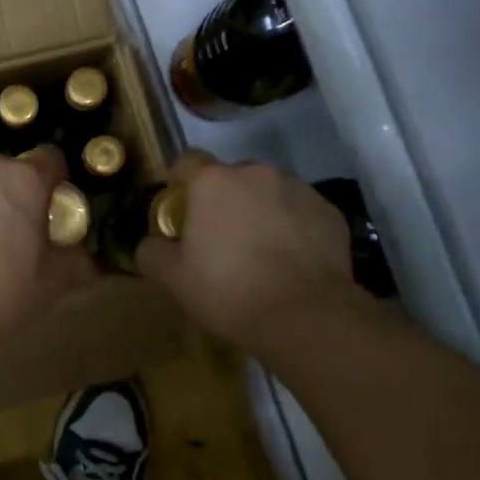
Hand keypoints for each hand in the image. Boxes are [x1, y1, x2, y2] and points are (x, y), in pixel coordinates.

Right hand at [138, 153, 365, 350]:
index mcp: (213, 181)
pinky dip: (292, 226)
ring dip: (258, 210)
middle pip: (230, 177)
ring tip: (259, 249)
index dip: (177, 180)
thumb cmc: (229, 290)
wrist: (306, 317)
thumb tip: (150, 243)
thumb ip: (152, 252)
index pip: (186, 162)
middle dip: (221, 198)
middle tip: (217, 234)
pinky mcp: (329, 212)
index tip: (174, 204)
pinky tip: (290, 259)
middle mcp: (256, 173)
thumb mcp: (174, 278)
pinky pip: (300, 211)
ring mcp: (298, 189)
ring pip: (268, 192)